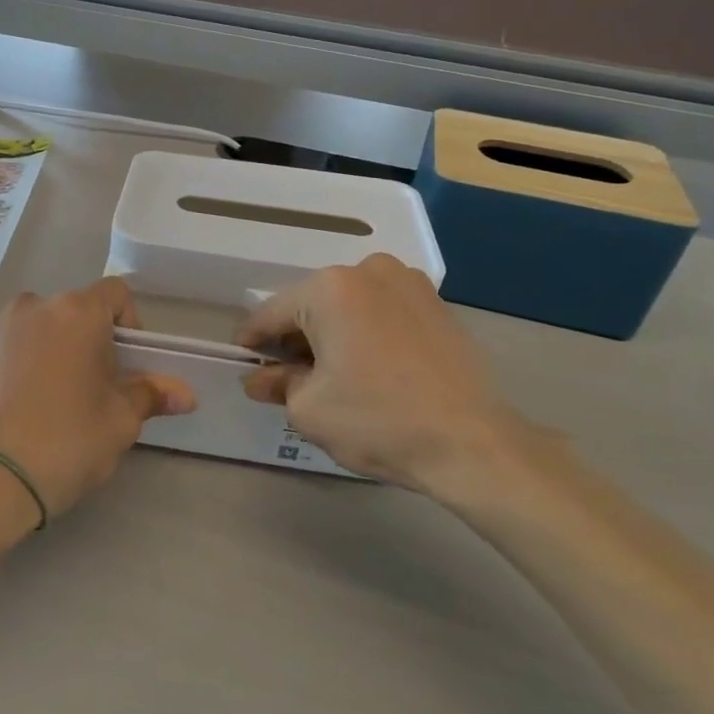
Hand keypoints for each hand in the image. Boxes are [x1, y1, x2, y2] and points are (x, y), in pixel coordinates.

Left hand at [0, 277, 195, 529]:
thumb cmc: (66, 443)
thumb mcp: (120, 422)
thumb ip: (151, 395)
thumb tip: (186, 394)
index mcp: (77, 312)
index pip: (115, 293)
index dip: (129, 323)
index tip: (126, 364)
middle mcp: (32, 304)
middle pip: (72, 311)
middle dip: (86, 341)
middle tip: (89, 388)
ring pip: (35, 326)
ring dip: (48, 348)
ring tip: (46, 397)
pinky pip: (2, 344)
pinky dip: (14, 361)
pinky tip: (12, 401)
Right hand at [236, 255, 535, 505]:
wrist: (471, 443)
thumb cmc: (378, 421)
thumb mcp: (309, 409)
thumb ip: (277, 384)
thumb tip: (259, 377)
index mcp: (329, 289)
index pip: (272, 313)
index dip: (252, 340)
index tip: (243, 359)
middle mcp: (368, 271)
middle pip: (311, 305)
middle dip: (295, 337)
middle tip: (285, 375)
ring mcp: (408, 282)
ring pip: (348, 305)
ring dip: (332, 333)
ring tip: (331, 373)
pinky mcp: (436, 302)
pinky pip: (382, 310)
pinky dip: (366, 331)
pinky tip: (369, 367)